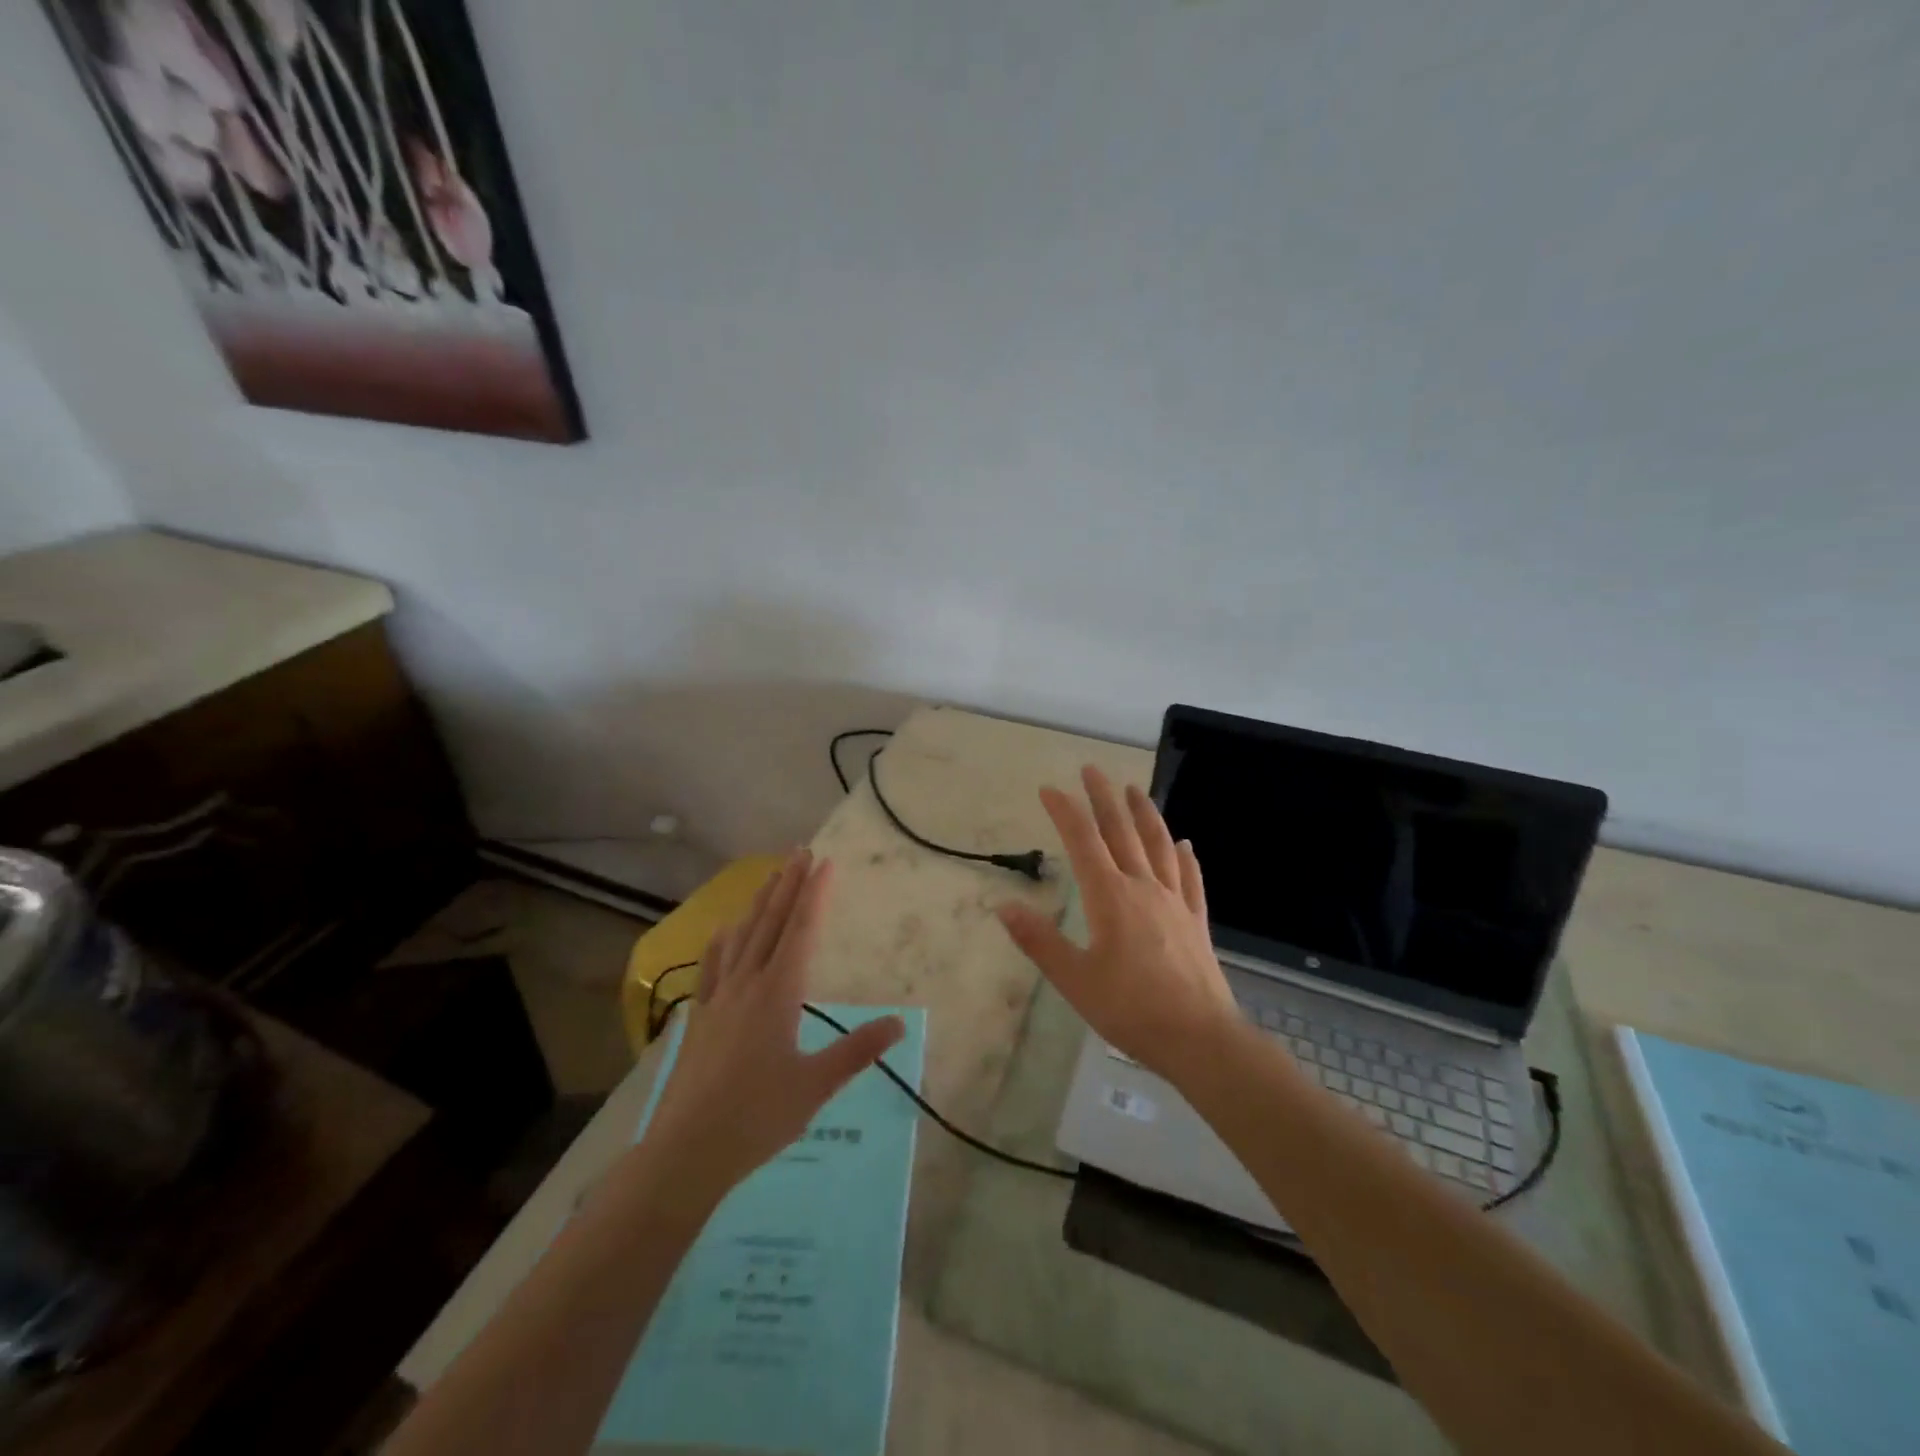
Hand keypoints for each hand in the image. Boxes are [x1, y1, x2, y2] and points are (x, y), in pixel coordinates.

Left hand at [643, 850, 904, 1203]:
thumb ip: (857, 1050)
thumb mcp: (816, 1086)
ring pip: (742, 937)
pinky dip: (722, 942)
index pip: (801, 931)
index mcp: (778, 994)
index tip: (825, 862)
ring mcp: (718, 998)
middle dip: (787, 885)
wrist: (686, 1151)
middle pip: (770, 923)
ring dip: (759, 903)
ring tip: (770, 875)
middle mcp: (747, 984)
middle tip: (800, 851)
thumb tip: (900, 1023)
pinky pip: (712, 966)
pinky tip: (724, 930)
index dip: (814, 894)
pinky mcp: (699, 1017)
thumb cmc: (757, 1117)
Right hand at [997, 765, 1240, 1085]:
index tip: (1049, 788)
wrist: (1199, 1038)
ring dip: (1144, 814)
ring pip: (1159, 846)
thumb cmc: (1130, 1009)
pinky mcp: (1196, 921)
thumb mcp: (1074, 979)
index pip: (1083, 843)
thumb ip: (1039, 940)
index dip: (1065, 812)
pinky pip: (1190, 878)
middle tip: (1092, 769)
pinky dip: (1185, 856)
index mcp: (1110, 898)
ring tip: (1134, 790)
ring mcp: (1175, 902)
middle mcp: (1143, 888)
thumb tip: (1004, 906)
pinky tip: (1185, 843)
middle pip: (1122, 832)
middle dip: (1104, 799)